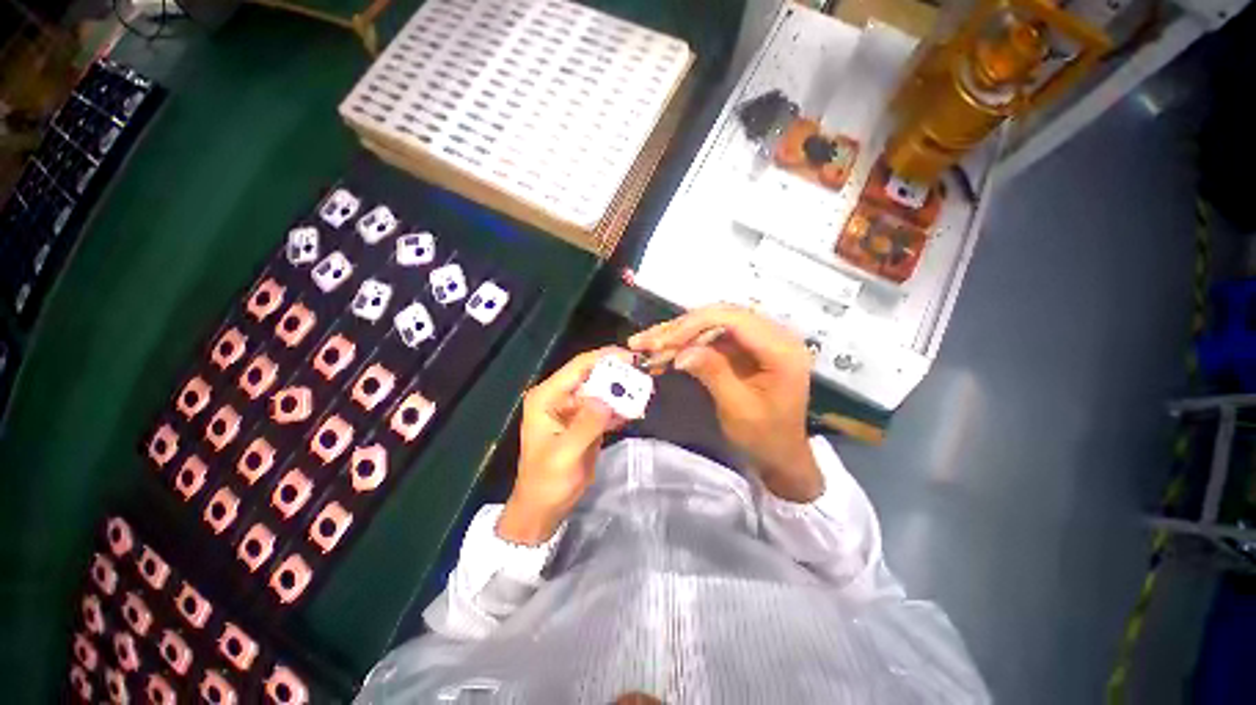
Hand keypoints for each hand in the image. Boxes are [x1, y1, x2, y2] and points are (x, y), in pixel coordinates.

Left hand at [497, 348, 629, 544]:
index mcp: (548, 397)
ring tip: (645, 391)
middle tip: (644, 374)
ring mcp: (574, 409)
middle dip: (618, 374)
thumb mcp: (565, 454)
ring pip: (602, 390)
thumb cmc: (547, 481)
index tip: (631, 356)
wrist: (543, 507)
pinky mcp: (585, 421)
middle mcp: (560, 397)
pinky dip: (620, 408)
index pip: (578, 367)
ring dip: (622, 391)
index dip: (605, 357)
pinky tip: (636, 410)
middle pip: (593, 376)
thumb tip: (607, 398)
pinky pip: (605, 407)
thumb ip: (586, 424)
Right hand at [629, 305, 822, 501]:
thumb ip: (713, 373)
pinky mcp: (745, 346)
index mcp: (782, 349)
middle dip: (680, 328)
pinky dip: (687, 343)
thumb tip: (681, 352)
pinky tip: (664, 352)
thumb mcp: (738, 408)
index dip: (694, 324)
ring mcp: (759, 338)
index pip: (733, 319)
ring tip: (647, 345)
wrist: (780, 452)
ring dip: (679, 334)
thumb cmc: (764, 437)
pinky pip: (712, 336)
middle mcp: (775, 335)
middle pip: (720, 316)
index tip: (662, 342)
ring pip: (712, 323)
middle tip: (646, 342)